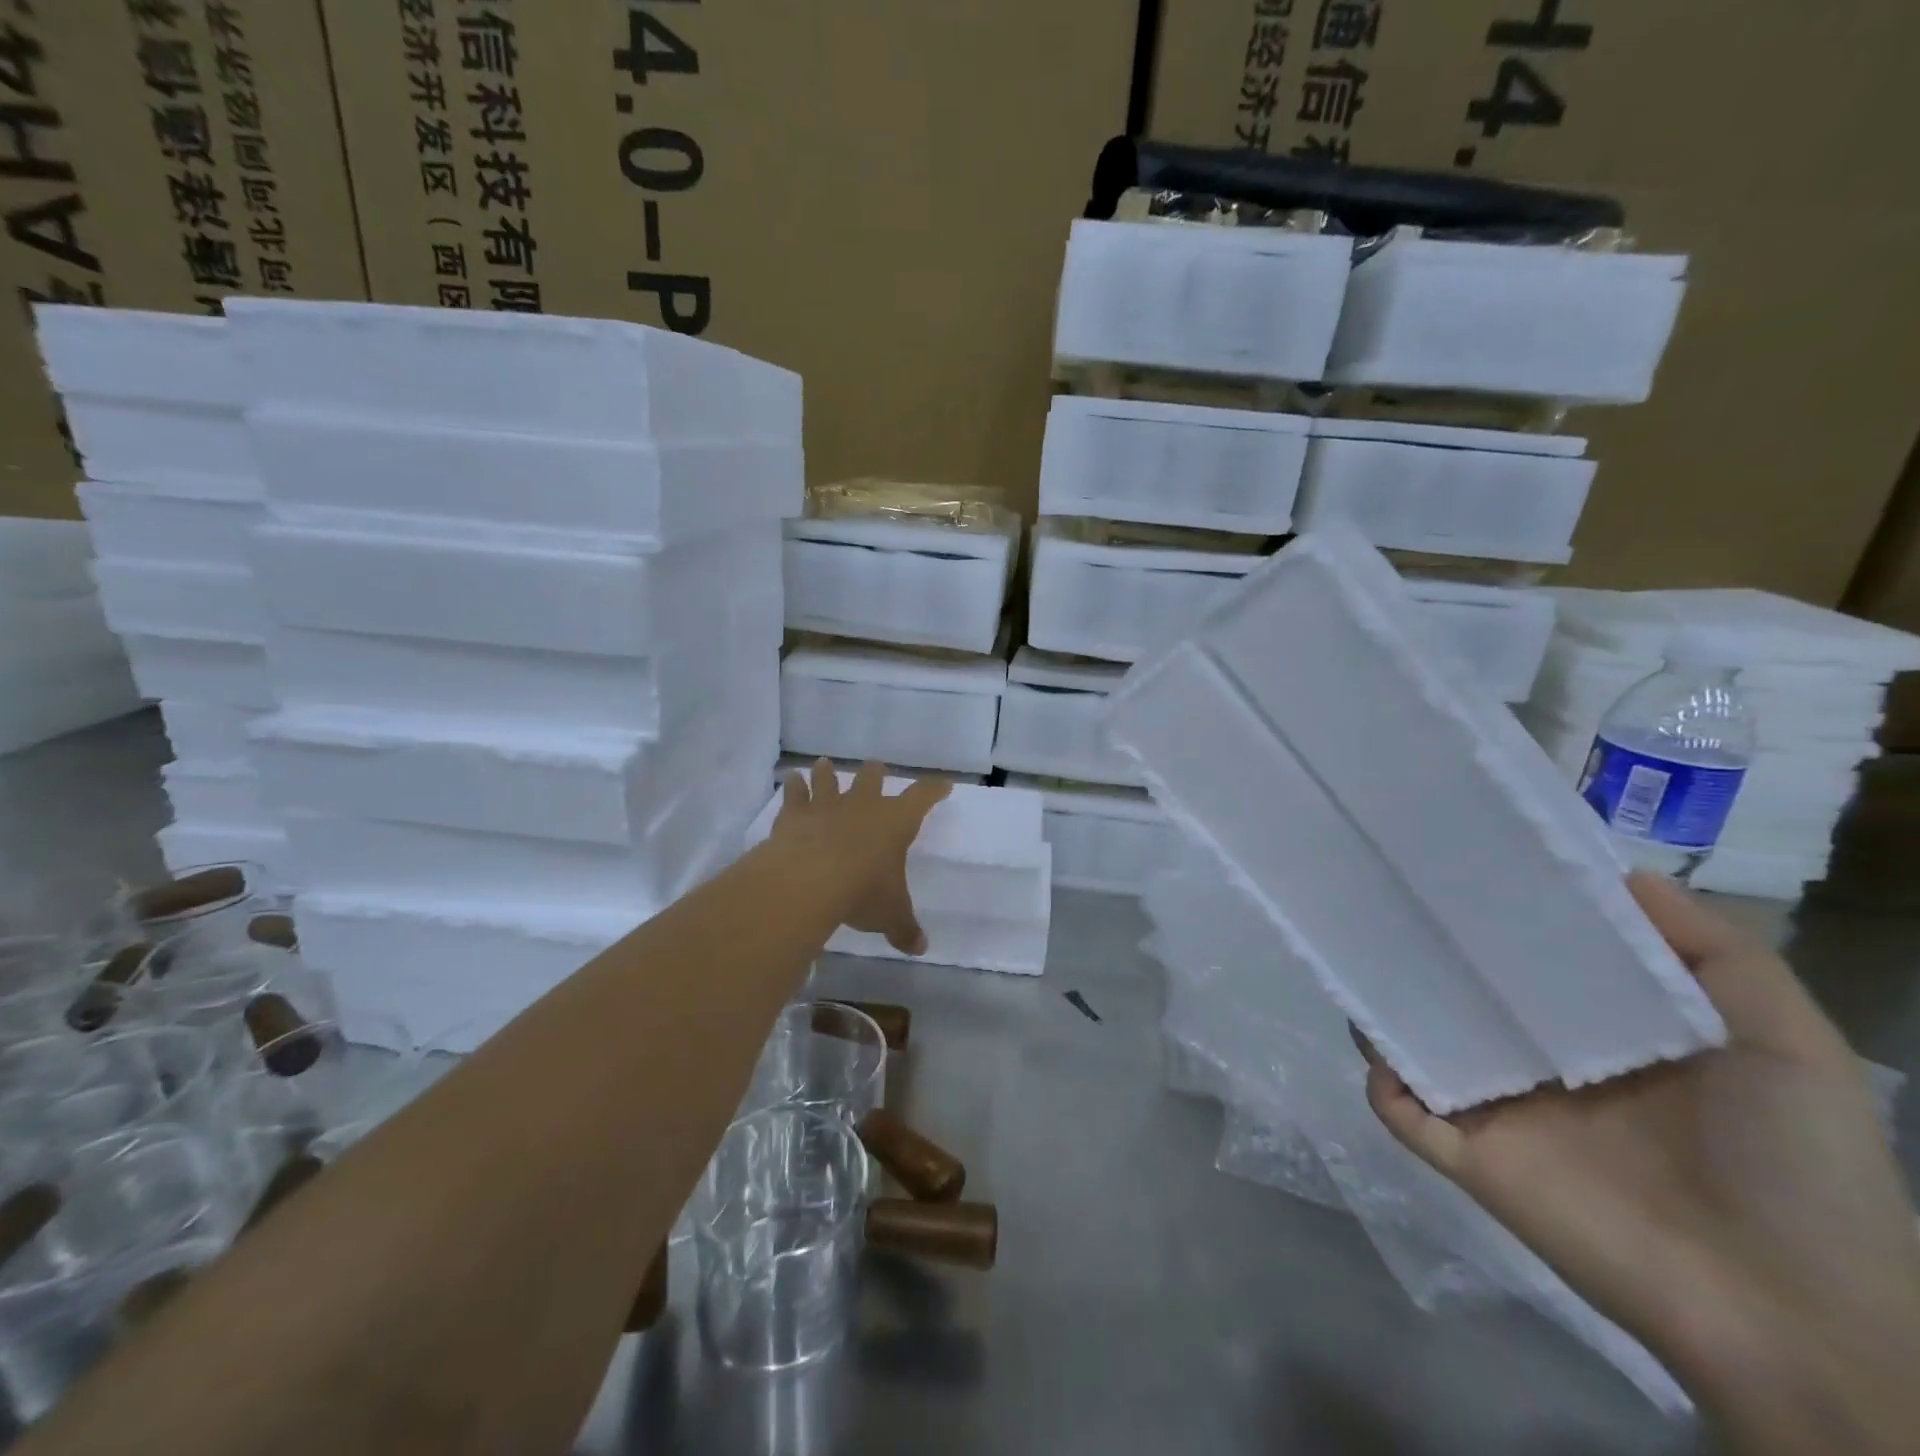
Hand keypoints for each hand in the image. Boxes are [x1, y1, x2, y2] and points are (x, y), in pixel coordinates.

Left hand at [770, 760, 949, 954]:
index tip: (943, 785)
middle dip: (876, 774)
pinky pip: (795, 794)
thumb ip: (905, 929)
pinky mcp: (795, 814)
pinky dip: (794, 786)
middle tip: (876, 768)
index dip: (934, 790)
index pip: (922, 797)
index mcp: (895, 822)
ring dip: (828, 773)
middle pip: (872, 778)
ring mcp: (827, 805)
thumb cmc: (862, 891)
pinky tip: (791, 778)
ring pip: (830, 779)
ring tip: (826, 765)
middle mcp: (863, 805)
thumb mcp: (890, 915)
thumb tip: (921, 949)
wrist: (809, 880)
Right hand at [1359, 873, 1919, 1450]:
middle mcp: (1538, 1062)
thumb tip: (1619, 868)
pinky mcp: (1466, 1155)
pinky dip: (1380, 1078)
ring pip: (1419, 1044)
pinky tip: (1377, 1044)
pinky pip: (1401, 1108)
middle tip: (1395, 897)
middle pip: (1463, 994)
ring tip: (1361, 956)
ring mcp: (1498, 1110)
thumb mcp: (1785, 1041)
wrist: (1790, 1313)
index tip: (1468, 863)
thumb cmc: (1796, 1168)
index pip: (1532, 959)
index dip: (1503, 915)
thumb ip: (1714, 951)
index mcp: (1601, 1032)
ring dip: (1387, 1008)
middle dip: (1428, 951)